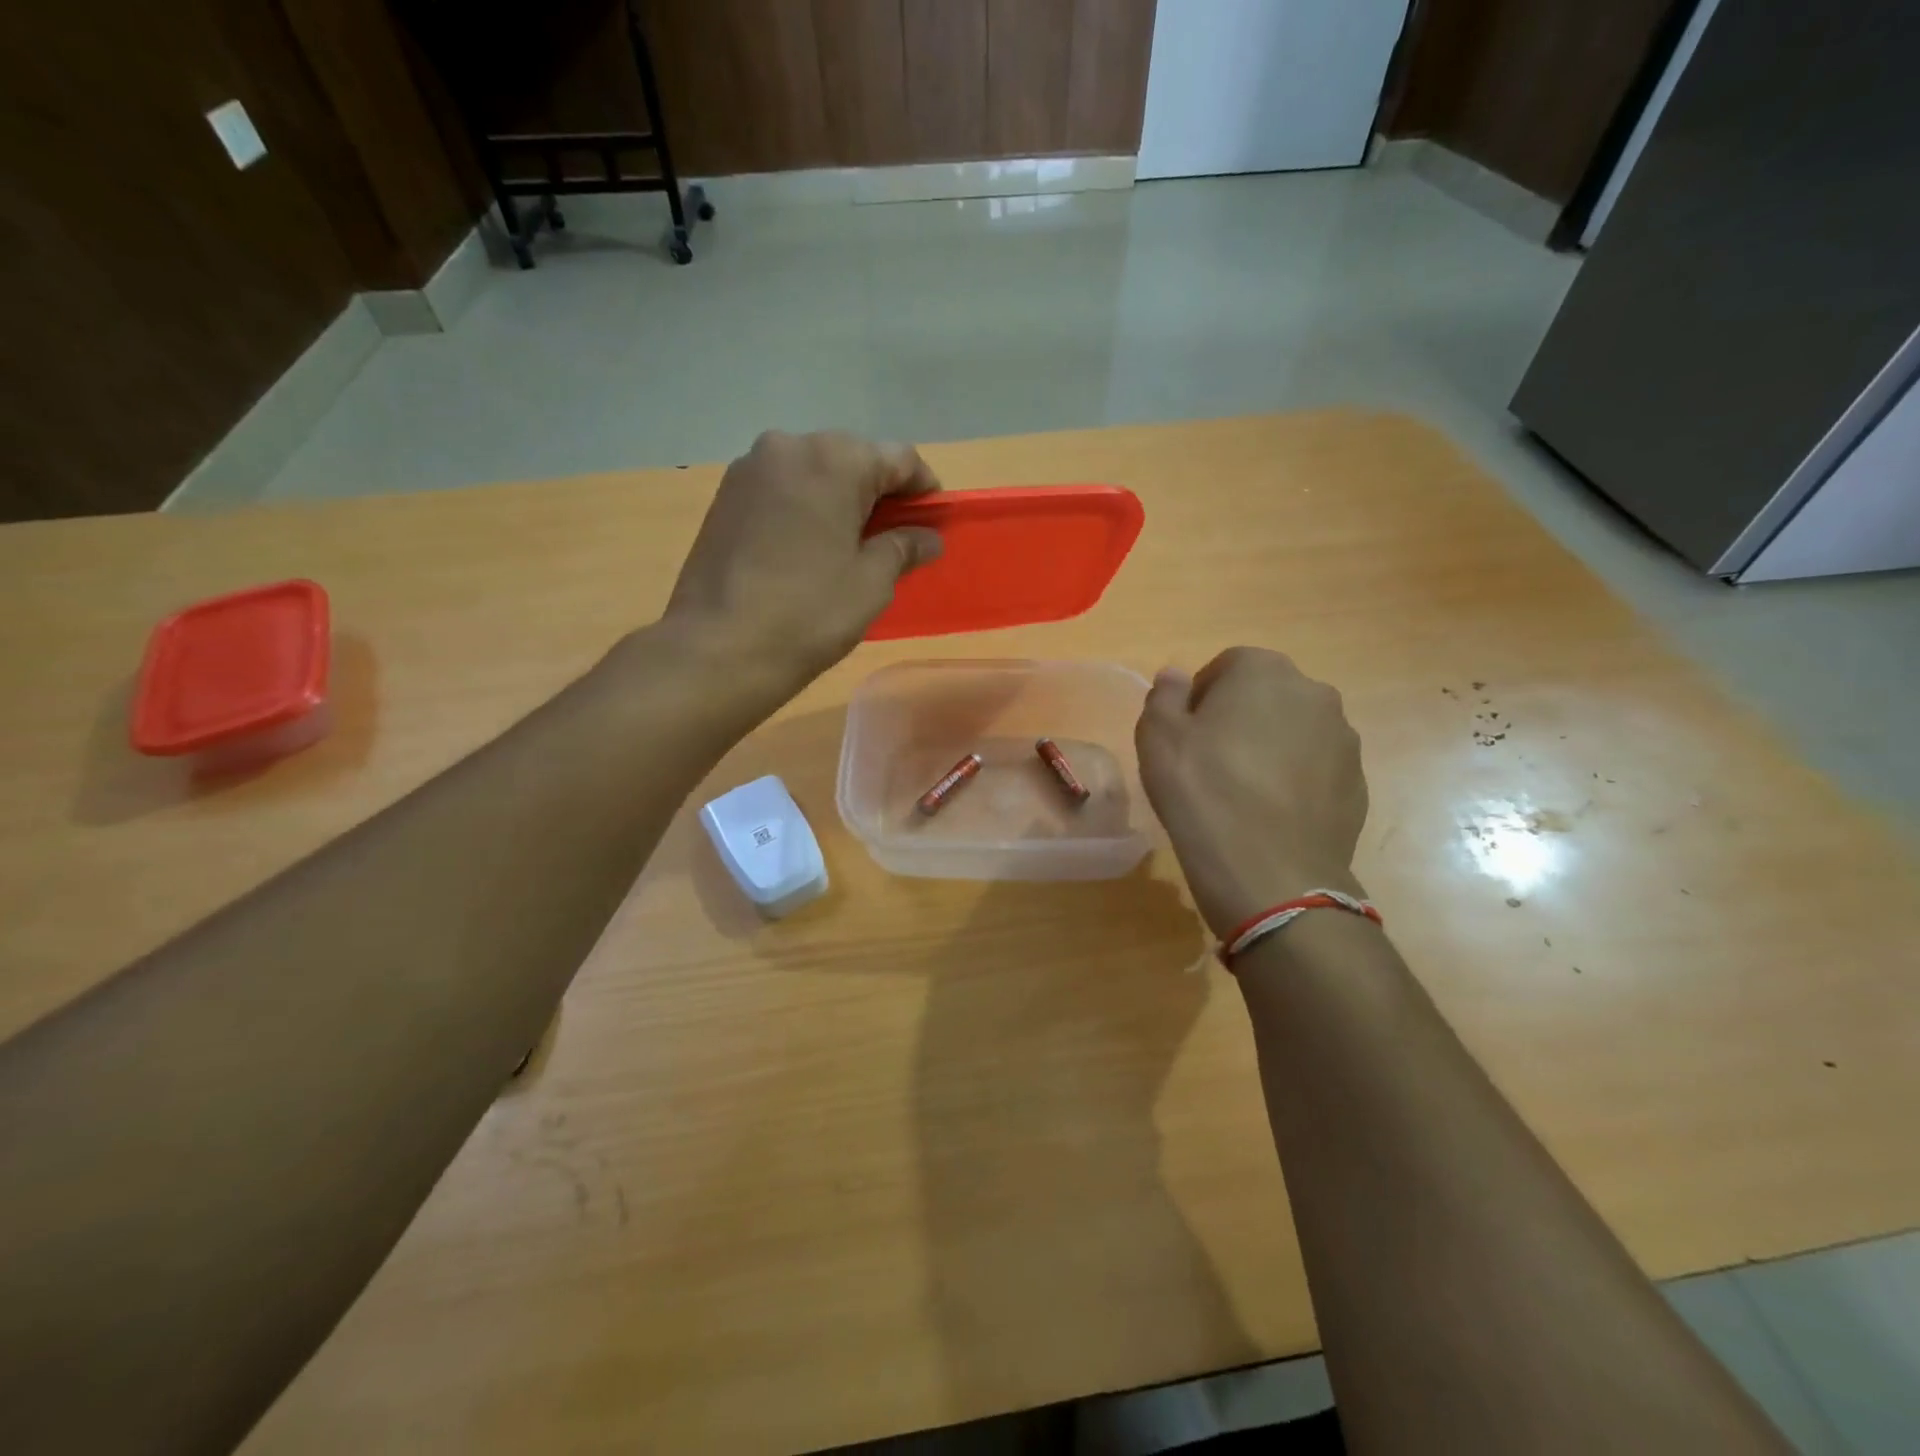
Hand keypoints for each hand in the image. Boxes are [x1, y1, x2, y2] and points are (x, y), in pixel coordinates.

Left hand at [664, 431, 942, 700]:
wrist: (719, 647)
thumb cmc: (809, 613)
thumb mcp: (871, 582)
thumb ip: (904, 547)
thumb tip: (927, 537)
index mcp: (834, 459)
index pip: (899, 458)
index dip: (923, 490)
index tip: (932, 522)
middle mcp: (789, 446)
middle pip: (853, 458)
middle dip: (878, 492)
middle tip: (893, 537)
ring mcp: (750, 469)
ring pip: (814, 472)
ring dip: (839, 499)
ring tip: (849, 545)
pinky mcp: (725, 495)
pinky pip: (782, 489)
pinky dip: (805, 507)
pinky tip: (809, 547)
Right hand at [1135, 647, 1368, 936]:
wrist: (1271, 873)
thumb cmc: (1203, 793)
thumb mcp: (1158, 738)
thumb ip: (1164, 696)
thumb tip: (1175, 675)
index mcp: (1263, 671)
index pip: (1226, 666)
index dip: (1200, 698)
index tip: (1185, 735)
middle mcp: (1314, 693)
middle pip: (1265, 695)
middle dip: (1238, 718)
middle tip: (1209, 761)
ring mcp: (1344, 739)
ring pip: (1294, 731)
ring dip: (1269, 748)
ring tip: (1241, 792)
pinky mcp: (1358, 783)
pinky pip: (1315, 769)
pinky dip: (1293, 780)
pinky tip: (1269, 814)